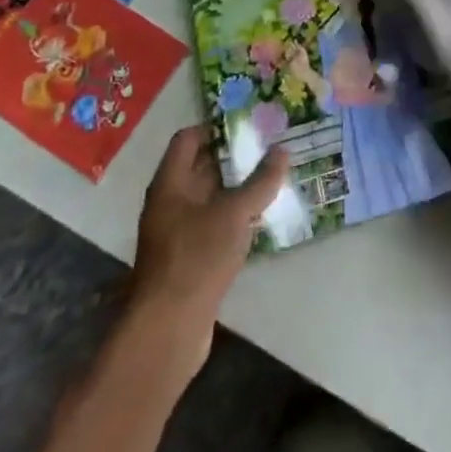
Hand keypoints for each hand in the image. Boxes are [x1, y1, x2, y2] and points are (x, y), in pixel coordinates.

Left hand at [124, 126, 288, 382]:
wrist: (168, 329)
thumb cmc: (196, 258)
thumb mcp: (234, 213)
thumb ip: (260, 181)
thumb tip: (282, 150)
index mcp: (171, 183)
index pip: (189, 138)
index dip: (216, 126)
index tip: (250, 122)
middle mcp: (170, 202)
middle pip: (201, 165)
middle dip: (234, 154)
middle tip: (271, 144)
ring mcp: (178, 231)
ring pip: (211, 196)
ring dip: (238, 185)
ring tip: (274, 174)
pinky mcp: (190, 257)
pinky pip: (215, 222)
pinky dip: (236, 214)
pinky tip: (262, 215)